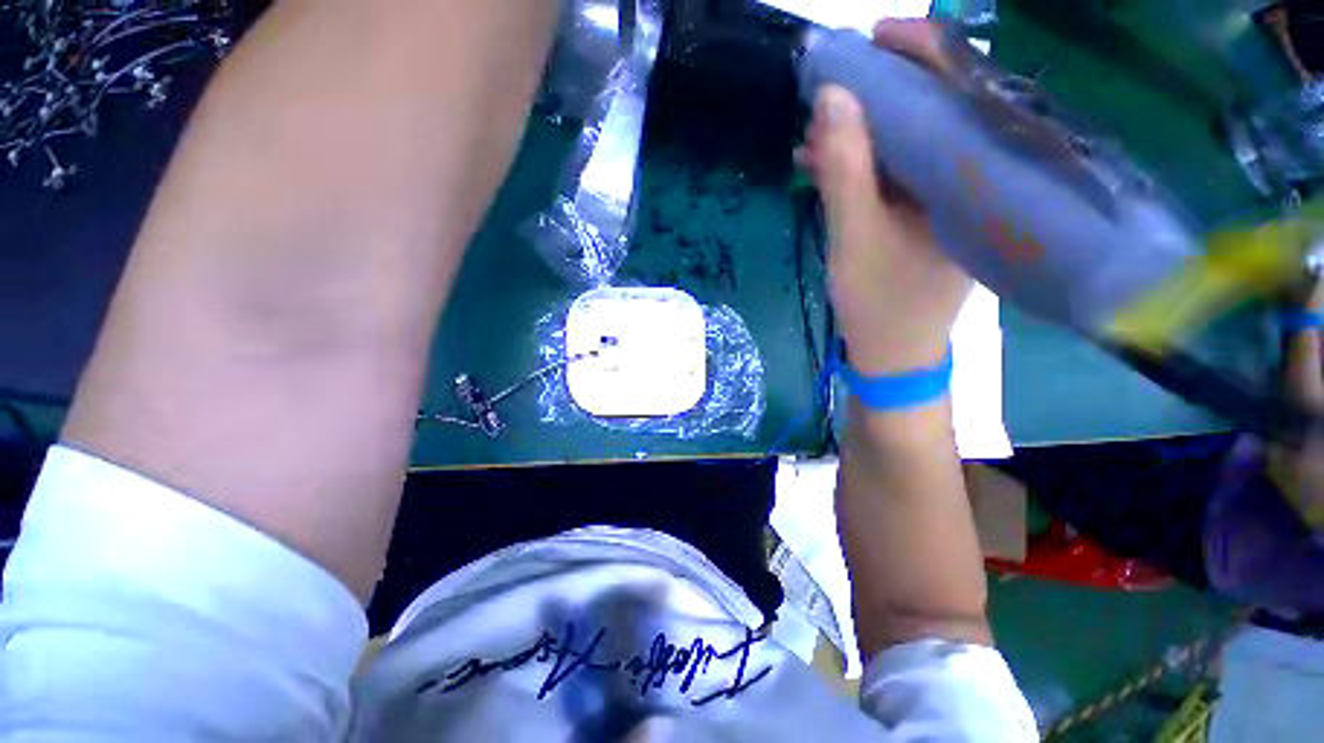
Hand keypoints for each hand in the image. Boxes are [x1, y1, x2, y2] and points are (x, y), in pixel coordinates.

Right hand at [801, 22, 969, 375]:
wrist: (894, 352)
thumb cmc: (879, 301)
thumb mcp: (854, 236)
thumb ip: (846, 169)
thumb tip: (833, 95)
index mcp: (974, 178)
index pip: (959, 89)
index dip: (920, 53)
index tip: (871, 38)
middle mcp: (974, 178)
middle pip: (936, 110)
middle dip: (880, 94)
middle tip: (833, 88)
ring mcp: (952, 197)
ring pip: (913, 142)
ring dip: (864, 133)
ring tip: (817, 133)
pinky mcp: (929, 214)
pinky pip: (901, 172)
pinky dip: (865, 164)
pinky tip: (827, 163)